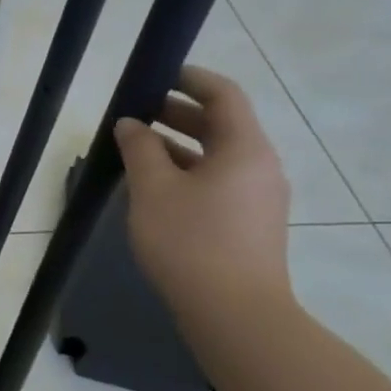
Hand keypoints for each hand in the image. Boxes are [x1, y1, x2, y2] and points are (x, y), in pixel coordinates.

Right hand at [114, 66, 292, 324]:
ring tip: (135, 148)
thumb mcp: (153, 189)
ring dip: (178, 145)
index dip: (189, 78)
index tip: (155, 74)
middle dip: (176, 113)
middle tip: (134, 112)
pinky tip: (153, 186)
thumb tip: (131, 124)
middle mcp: (259, 166)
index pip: (223, 94)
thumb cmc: (190, 242)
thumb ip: (140, 149)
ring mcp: (257, 198)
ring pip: (216, 155)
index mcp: (244, 149)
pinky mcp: (249, 224)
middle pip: (220, 124)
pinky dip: (187, 171)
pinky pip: (218, 181)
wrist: (235, 316)